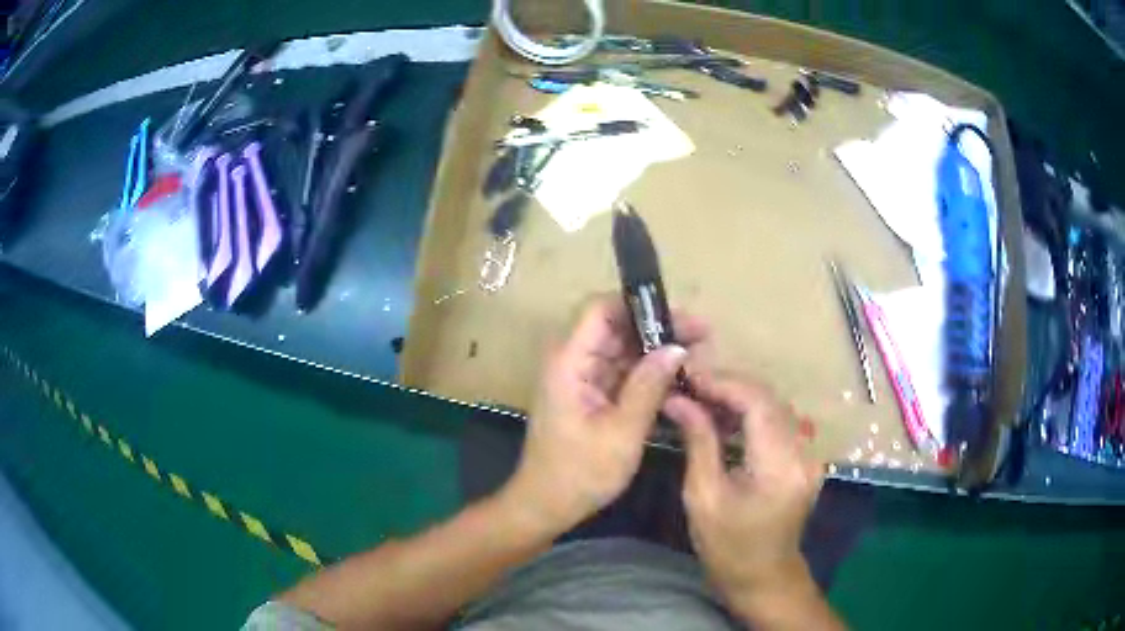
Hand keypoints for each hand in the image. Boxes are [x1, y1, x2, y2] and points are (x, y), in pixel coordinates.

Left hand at [503, 296, 702, 533]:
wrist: (546, 505)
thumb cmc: (580, 473)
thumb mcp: (621, 433)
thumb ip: (649, 386)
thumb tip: (677, 347)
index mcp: (570, 362)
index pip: (600, 310)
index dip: (638, 305)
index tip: (679, 315)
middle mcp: (573, 361)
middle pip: (616, 327)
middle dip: (659, 328)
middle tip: (703, 337)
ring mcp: (581, 378)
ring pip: (622, 349)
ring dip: (657, 351)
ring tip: (699, 355)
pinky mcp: (590, 395)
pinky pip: (621, 372)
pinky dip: (648, 373)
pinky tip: (678, 378)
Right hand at [664, 374, 825, 615]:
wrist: (764, 578)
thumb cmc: (728, 547)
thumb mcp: (704, 497)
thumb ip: (698, 442)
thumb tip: (679, 400)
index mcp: (780, 465)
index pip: (758, 402)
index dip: (724, 383)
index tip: (689, 376)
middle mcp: (803, 452)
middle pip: (770, 399)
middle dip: (729, 385)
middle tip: (690, 384)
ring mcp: (808, 455)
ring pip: (775, 407)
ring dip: (740, 397)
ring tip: (701, 396)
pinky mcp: (804, 459)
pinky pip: (778, 423)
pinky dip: (751, 414)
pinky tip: (725, 417)